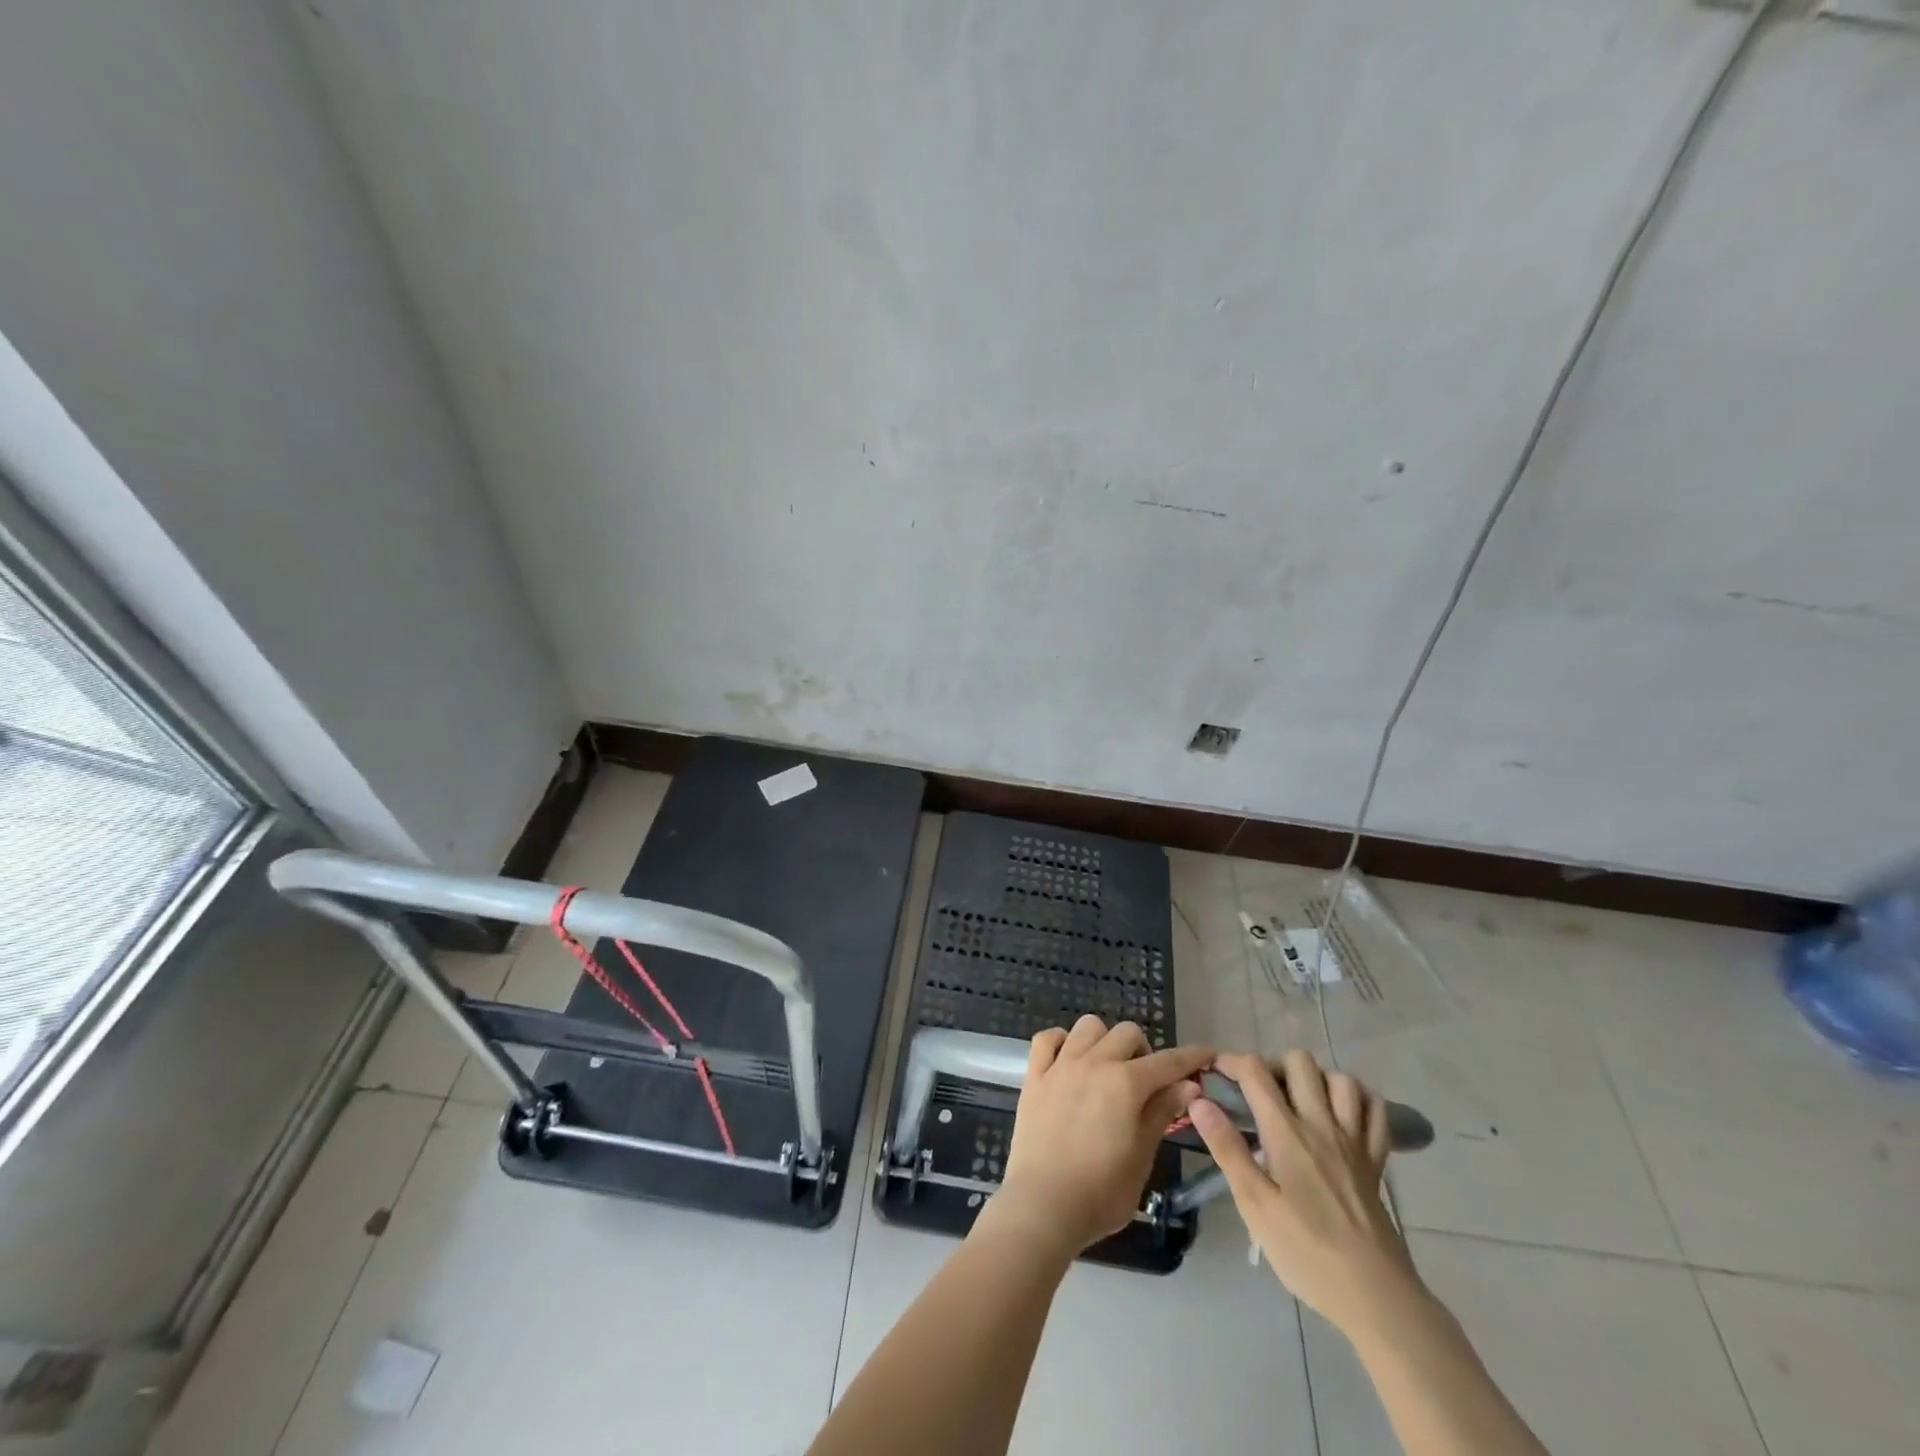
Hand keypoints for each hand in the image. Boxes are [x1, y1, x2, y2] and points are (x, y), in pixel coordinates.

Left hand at [987, 1016, 1212, 1257]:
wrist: (1043, 1204)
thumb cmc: (1101, 1192)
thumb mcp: (1142, 1156)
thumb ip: (1162, 1113)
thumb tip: (1188, 1086)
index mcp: (1126, 1083)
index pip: (1168, 1062)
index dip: (1191, 1057)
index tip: (1206, 1055)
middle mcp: (1094, 1062)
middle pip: (1127, 1033)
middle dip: (1144, 1051)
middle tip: (1144, 1082)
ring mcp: (1061, 1065)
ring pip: (1088, 1026)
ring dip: (1104, 1040)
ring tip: (1106, 1069)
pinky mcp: (1034, 1074)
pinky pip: (1047, 1038)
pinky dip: (1061, 1042)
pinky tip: (1068, 1061)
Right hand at [1189, 1051, 1422, 1337]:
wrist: (1376, 1298)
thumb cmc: (1306, 1252)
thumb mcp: (1254, 1205)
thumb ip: (1227, 1147)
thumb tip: (1199, 1100)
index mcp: (1287, 1133)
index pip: (1255, 1072)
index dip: (1230, 1062)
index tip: (1213, 1072)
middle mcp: (1322, 1124)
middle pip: (1299, 1062)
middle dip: (1272, 1064)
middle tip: (1256, 1091)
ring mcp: (1354, 1141)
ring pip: (1340, 1079)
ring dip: (1316, 1079)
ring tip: (1297, 1099)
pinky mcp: (1376, 1161)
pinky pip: (1375, 1111)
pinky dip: (1358, 1100)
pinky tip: (1341, 1112)